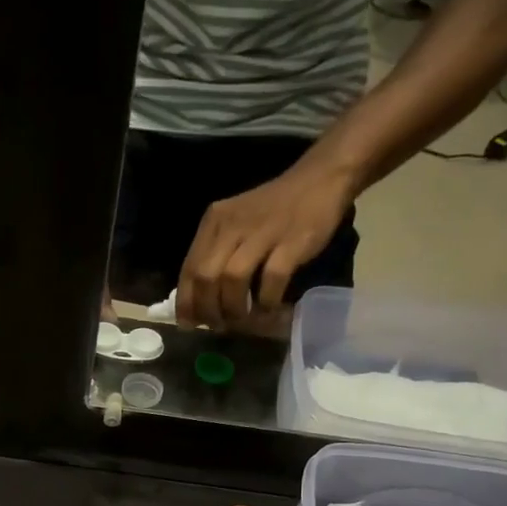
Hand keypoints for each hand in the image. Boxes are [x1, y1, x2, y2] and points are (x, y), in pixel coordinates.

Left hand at [176, 157, 356, 329]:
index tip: (190, 324)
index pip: (189, 270)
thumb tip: (200, 302)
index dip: (186, 303)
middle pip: (206, 277)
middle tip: (219, 326)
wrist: (320, 179)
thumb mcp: (235, 225)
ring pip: (232, 279)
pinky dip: (267, 301)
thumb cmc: (273, 209)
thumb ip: (216, 256)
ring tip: (242, 320)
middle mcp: (232, 225)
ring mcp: (262, 232)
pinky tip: (269, 308)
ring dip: (234, 309)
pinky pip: (271, 279)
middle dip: (208, 310)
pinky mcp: (292, 241)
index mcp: (214, 222)